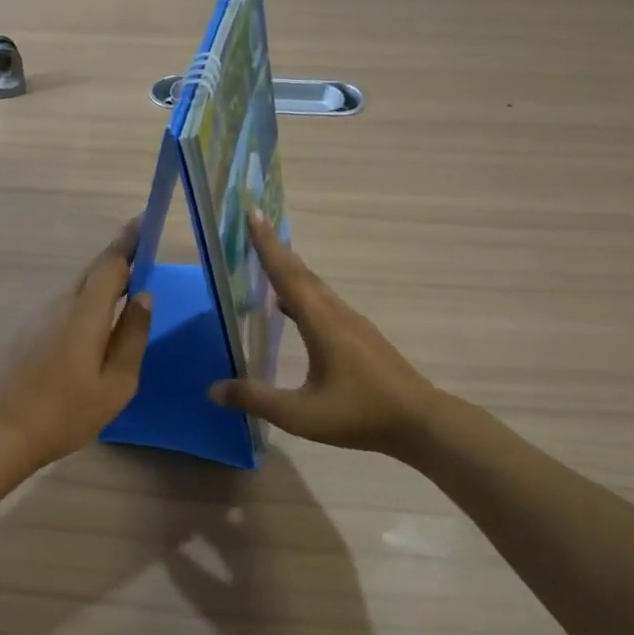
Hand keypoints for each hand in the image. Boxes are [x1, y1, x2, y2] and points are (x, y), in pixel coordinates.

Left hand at [0, 219, 153, 473]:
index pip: (111, 263)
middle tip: (145, 252)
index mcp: (85, 314)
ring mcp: (41, 317)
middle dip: (120, 256)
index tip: (146, 220)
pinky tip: (99, 323)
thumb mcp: (116, 383)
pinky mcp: (30, 331)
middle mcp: (61, 305)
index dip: (130, 240)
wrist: (4, 433)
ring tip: (129, 289)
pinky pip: (67, 305)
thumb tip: (145, 297)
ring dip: (105, 282)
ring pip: (80, 288)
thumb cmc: (67, 413)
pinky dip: (89, 301)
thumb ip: (133, 337)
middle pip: (94, 270)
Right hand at [210, 212, 439, 455]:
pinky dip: (303, 294)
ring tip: (268, 264)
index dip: (267, 245)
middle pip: (302, 274)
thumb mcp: (300, 414)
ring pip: (316, 288)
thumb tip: (214, 390)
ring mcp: (353, 324)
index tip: (254, 213)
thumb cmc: (359, 415)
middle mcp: (337, 314)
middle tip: (255, 227)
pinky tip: (294, 309)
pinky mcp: (361, 337)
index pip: (287, 276)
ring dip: (291, 271)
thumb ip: (256, 399)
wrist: (419, 422)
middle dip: (276, 249)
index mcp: (322, 323)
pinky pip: (325, 303)